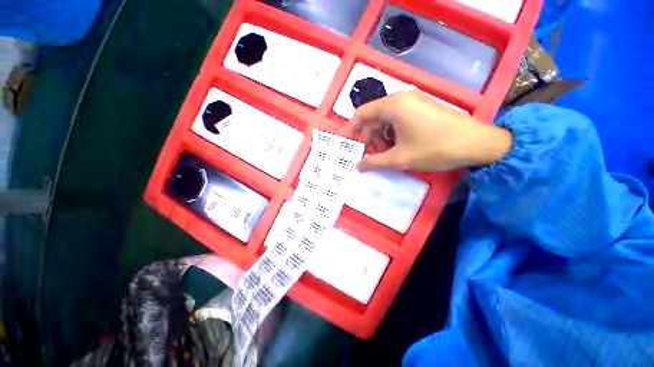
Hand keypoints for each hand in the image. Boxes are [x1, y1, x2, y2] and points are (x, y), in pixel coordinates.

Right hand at [348, 91, 512, 171]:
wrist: (477, 143)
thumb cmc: (434, 148)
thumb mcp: (400, 158)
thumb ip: (374, 162)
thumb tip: (358, 166)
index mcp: (393, 105)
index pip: (362, 113)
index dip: (351, 128)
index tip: (346, 142)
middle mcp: (401, 98)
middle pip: (373, 117)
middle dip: (368, 136)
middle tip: (370, 154)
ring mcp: (413, 102)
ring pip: (385, 119)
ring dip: (380, 136)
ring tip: (385, 153)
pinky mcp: (421, 108)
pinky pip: (398, 119)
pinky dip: (392, 133)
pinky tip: (397, 146)